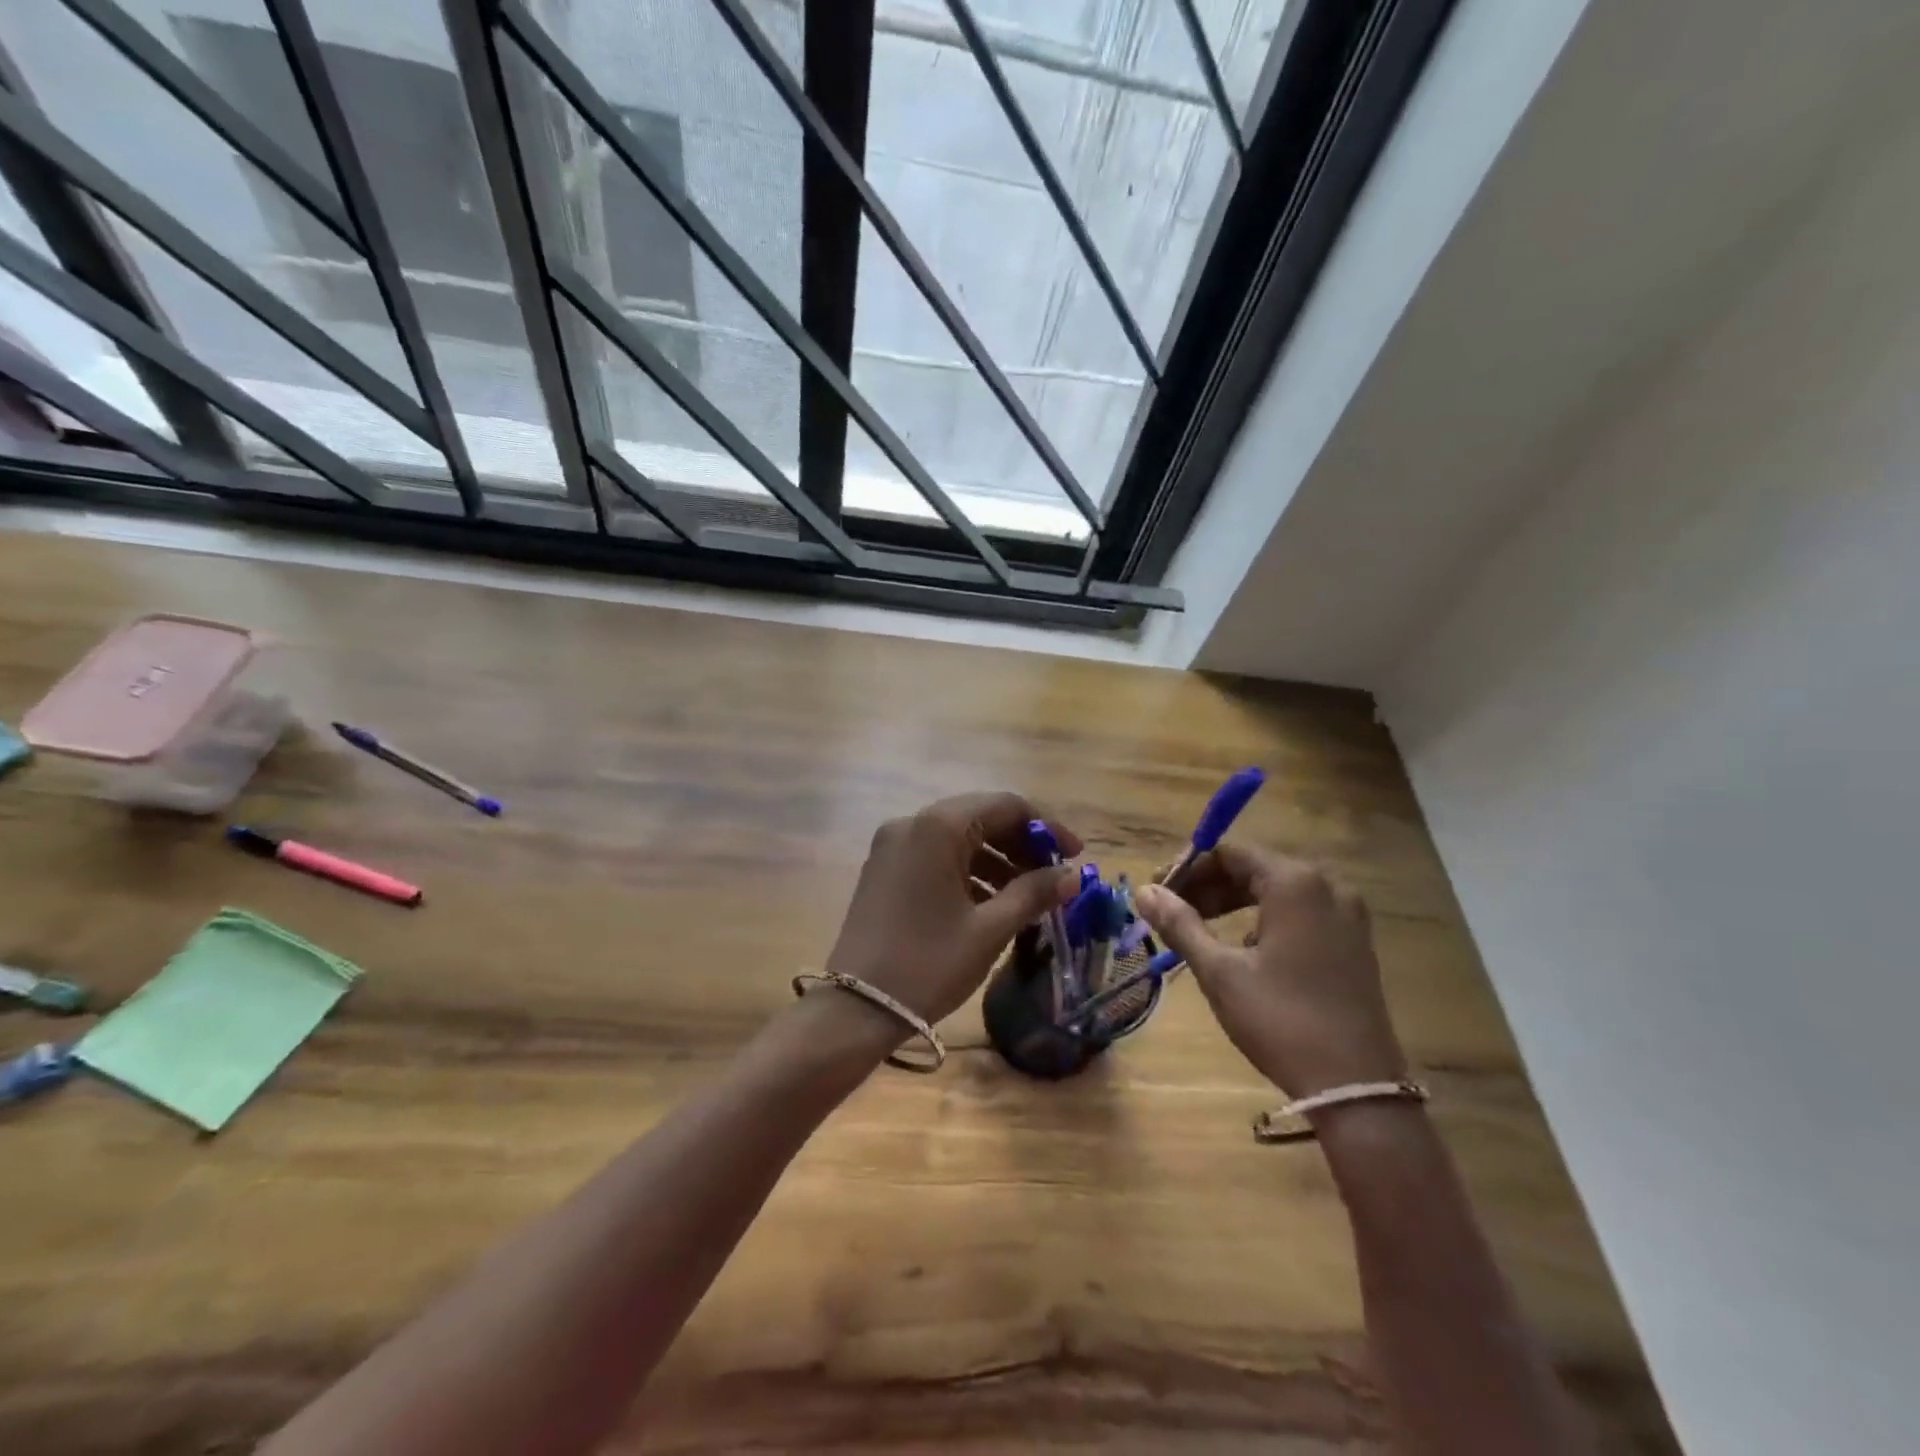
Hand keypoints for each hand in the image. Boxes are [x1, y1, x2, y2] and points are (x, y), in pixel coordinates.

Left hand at [825, 793, 1079, 1026]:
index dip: (1047, 827)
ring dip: (998, 859)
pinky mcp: (884, 869)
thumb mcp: (989, 929)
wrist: (855, 1008)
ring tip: (1030, 895)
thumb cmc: (929, 964)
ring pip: (958, 838)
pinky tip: (992, 902)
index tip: (1075, 856)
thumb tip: (1072, 875)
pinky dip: (968, 872)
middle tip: (1055, 876)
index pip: (1006, 805)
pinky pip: (936, 856)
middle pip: (981, 817)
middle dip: (1022, 844)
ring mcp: (893, 846)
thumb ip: (1034, 893)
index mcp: (938, 826)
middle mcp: (912, 823)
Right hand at [1134, 844, 1406, 1096]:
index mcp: (1295, 883)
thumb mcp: (1220, 971)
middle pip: (1254, 868)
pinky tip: (1243, 951)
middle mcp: (1327, 887)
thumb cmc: (1280, 1019)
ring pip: (1276, 891)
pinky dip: (1263, 919)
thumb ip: (1180, 924)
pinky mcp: (1354, 943)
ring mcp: (1347, 915)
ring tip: (1199, 930)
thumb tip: (1144, 891)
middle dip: (1209, 887)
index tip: (1158, 892)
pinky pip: (1299, 913)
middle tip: (1171, 912)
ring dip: (1233, 903)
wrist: (1355, 1087)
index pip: (1230, 853)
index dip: (1188, 868)